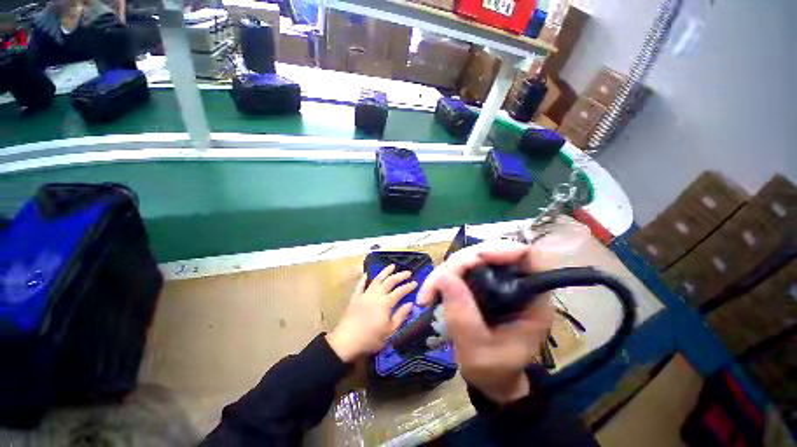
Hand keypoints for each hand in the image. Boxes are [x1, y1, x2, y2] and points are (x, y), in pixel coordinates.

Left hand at [327, 265, 416, 362]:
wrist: (347, 341)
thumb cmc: (371, 338)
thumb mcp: (390, 331)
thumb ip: (401, 316)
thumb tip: (410, 304)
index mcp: (386, 303)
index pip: (400, 291)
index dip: (408, 286)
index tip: (415, 282)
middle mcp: (376, 294)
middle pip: (390, 281)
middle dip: (400, 275)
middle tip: (408, 272)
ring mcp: (365, 294)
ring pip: (377, 279)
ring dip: (385, 272)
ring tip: (392, 265)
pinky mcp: (355, 297)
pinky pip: (360, 285)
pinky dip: (364, 278)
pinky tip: (367, 274)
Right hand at [418, 240, 554, 404]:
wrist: (491, 377)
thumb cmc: (494, 370)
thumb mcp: (479, 352)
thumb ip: (463, 318)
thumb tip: (445, 278)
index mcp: (531, 298)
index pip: (527, 256)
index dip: (501, 249)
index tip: (475, 260)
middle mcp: (513, 282)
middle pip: (487, 252)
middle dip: (458, 264)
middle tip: (435, 286)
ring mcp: (493, 280)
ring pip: (467, 258)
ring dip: (444, 271)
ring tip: (427, 295)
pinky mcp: (477, 282)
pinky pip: (457, 269)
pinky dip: (441, 277)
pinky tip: (430, 293)